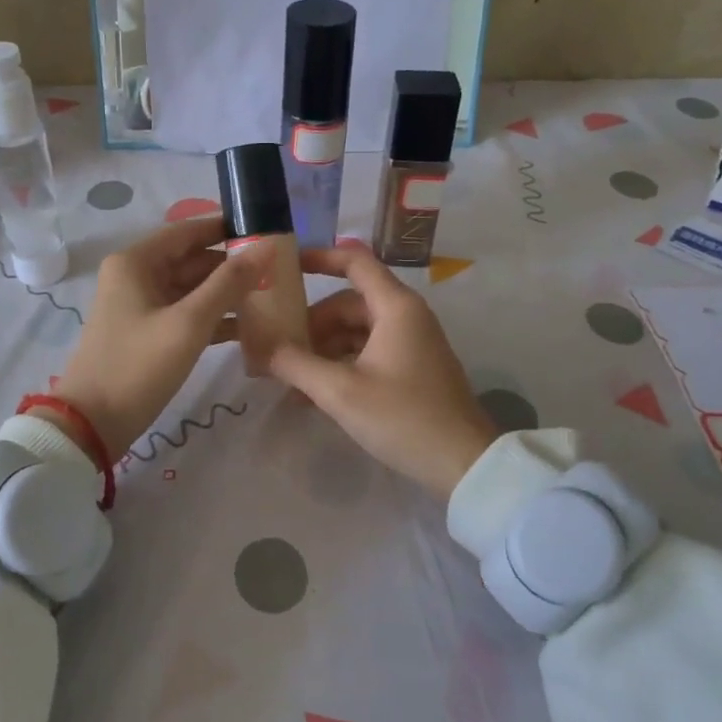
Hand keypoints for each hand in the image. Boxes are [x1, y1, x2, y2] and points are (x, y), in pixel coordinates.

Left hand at [44, 218, 270, 460]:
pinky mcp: (148, 333)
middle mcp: (136, 276)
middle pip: (192, 259)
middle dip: (232, 265)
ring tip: (271, 297)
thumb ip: (229, 283)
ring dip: (226, 293)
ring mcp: (141, 306)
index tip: (267, 231)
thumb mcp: (188, 323)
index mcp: (136, 262)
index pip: (188, 231)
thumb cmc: (138, 366)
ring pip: (192, 288)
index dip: (226, 229)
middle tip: (278, 270)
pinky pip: (186, 314)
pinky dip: (213, 318)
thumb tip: (267, 248)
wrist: (93, 424)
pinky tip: (248, 327)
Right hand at [268, 243, 500, 497]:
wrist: (462, 464)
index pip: (354, 262)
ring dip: (322, 350)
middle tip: (277, 346)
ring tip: (289, 377)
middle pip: (348, 303)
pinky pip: (367, 354)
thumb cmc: (402, 417)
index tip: (283, 267)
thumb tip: (259, 346)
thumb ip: (296, 364)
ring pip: (355, 332)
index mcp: (395, 307)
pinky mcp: (411, 370)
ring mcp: (411, 344)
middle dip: (311, 323)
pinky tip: (314, 395)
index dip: (318, 258)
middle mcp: (405, 316)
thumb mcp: (341, 391)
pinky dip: (340, 366)